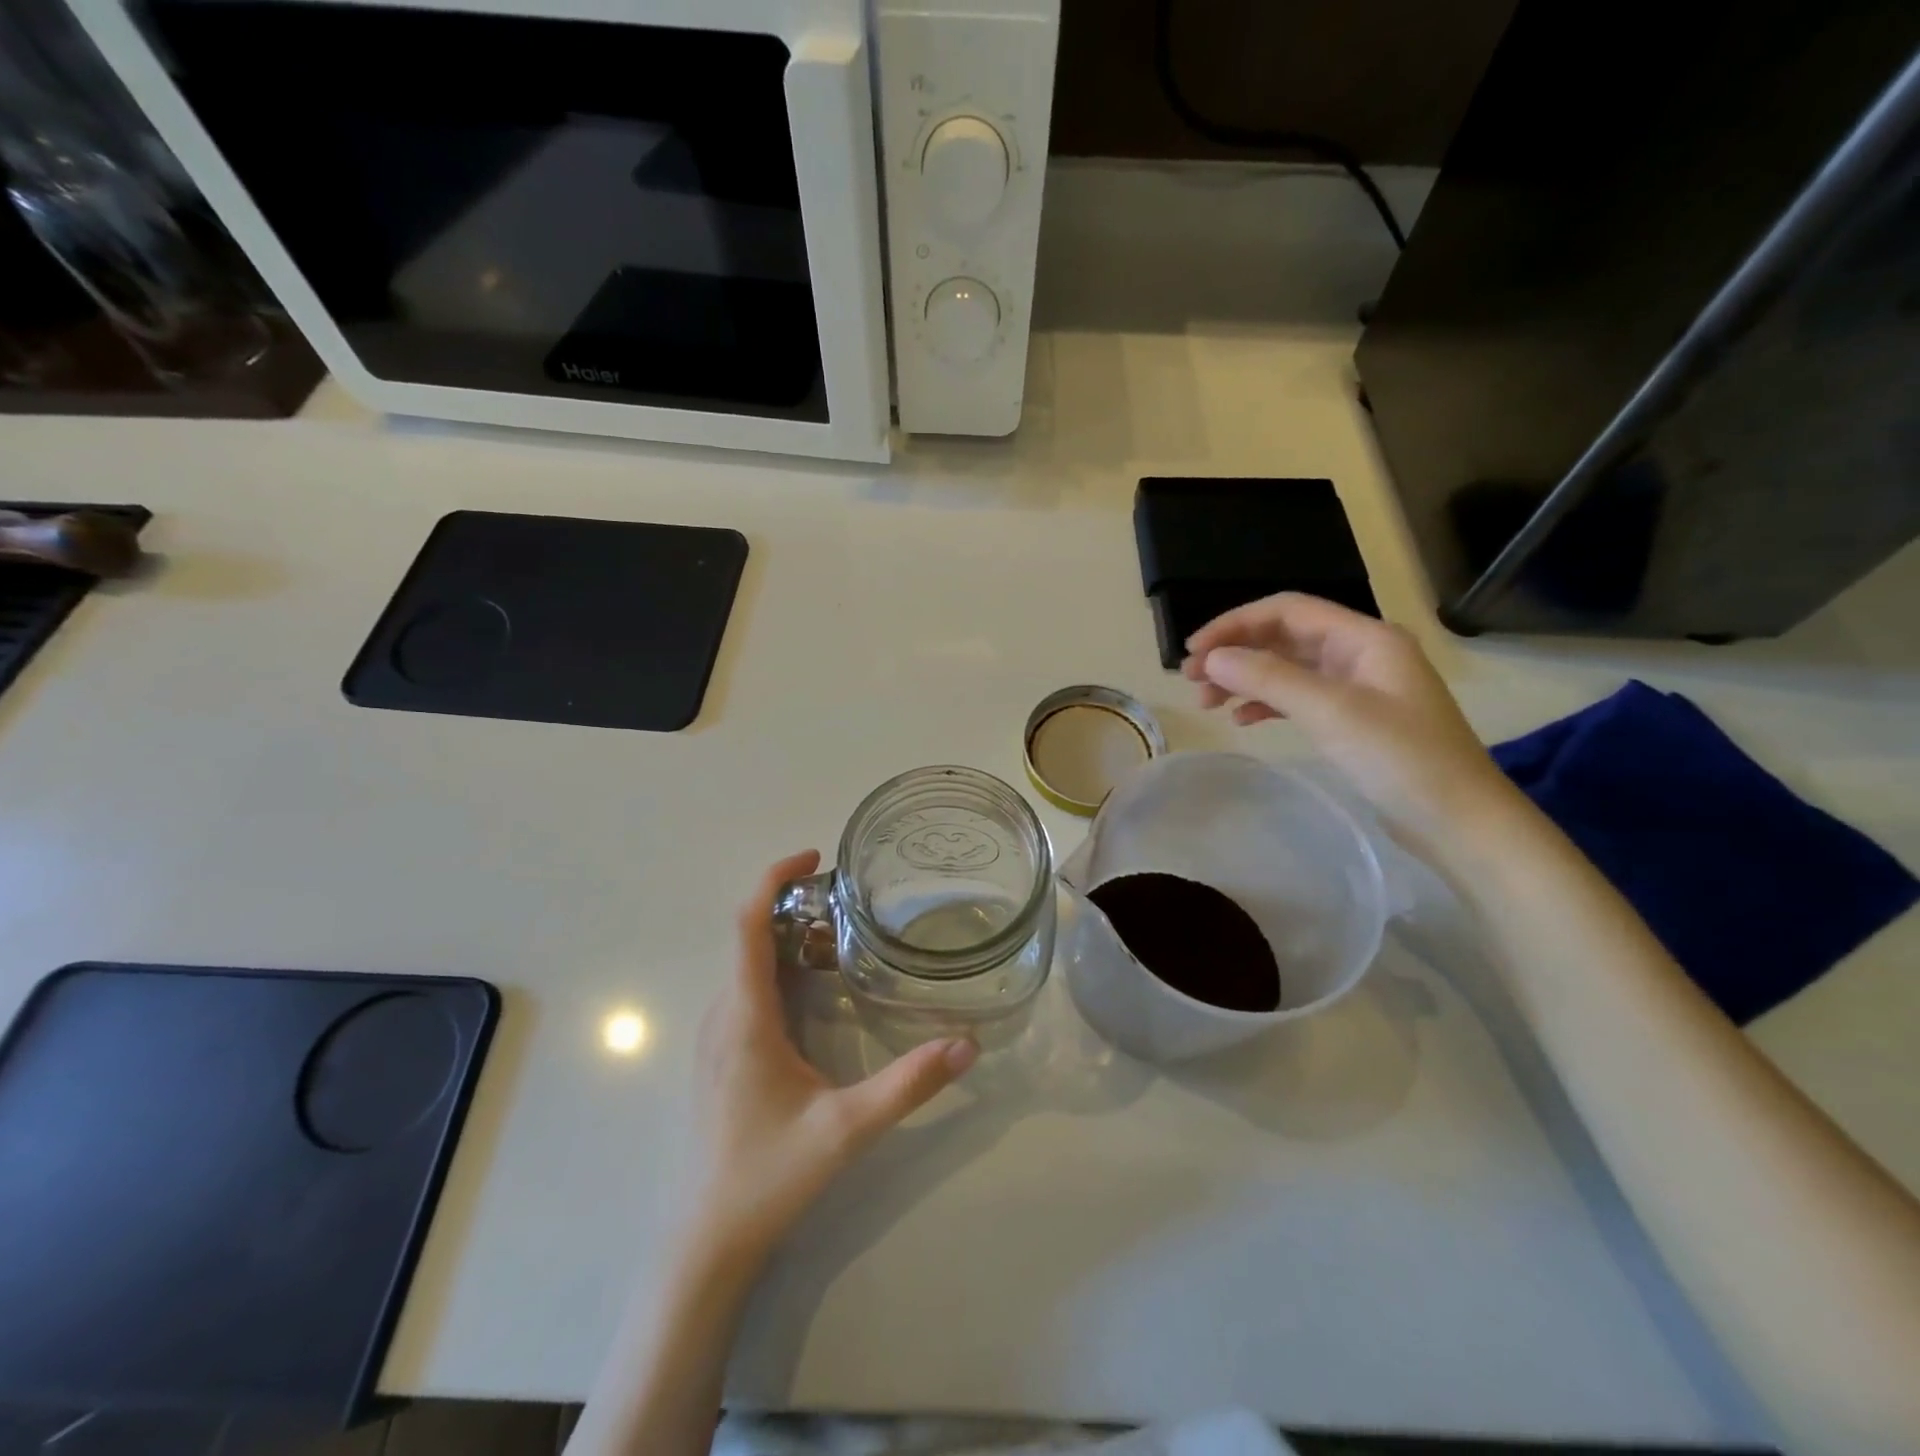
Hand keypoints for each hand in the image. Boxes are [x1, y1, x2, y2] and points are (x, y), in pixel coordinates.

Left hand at [687, 851, 978, 1262]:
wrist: (708, 1240)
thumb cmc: (769, 1175)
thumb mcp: (847, 1129)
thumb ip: (908, 1085)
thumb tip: (968, 1045)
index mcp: (746, 1017)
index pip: (748, 925)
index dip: (774, 879)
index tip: (814, 857)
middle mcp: (725, 1015)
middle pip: (749, 935)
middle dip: (792, 903)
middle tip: (847, 896)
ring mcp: (718, 1036)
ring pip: (747, 963)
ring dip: (785, 934)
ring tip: (839, 928)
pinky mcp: (722, 1055)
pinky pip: (746, 988)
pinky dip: (778, 965)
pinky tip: (815, 985)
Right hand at [1182, 593, 1517, 846]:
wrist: (1460, 822)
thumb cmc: (1400, 759)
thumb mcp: (1330, 712)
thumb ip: (1268, 679)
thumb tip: (1212, 659)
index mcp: (1364, 638)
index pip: (1287, 611)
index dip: (1235, 624)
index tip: (1194, 650)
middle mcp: (1361, 653)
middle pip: (1284, 638)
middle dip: (1235, 653)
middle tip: (1191, 680)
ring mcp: (1359, 688)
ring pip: (1287, 669)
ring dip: (1246, 679)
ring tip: (1208, 703)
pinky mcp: (1355, 720)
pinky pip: (1299, 698)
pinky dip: (1267, 703)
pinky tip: (1243, 720)